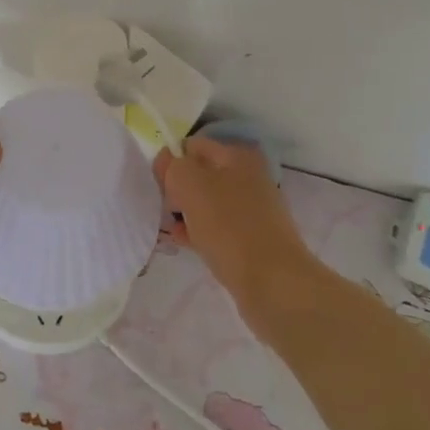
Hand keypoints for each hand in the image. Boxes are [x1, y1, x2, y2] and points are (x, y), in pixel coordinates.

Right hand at [155, 137, 311, 303]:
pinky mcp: (251, 238)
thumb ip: (173, 166)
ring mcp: (252, 210)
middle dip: (177, 188)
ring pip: (207, 203)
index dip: (170, 161)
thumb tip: (165, 160)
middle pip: (200, 175)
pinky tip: (181, 241)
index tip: (156, 184)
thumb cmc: (229, 227)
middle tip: (161, 206)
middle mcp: (248, 178)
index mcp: (237, 157)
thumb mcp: (191, 186)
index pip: (193, 146)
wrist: (273, 282)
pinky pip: (216, 227)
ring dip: (185, 212)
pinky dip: (197, 231)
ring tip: (165, 226)